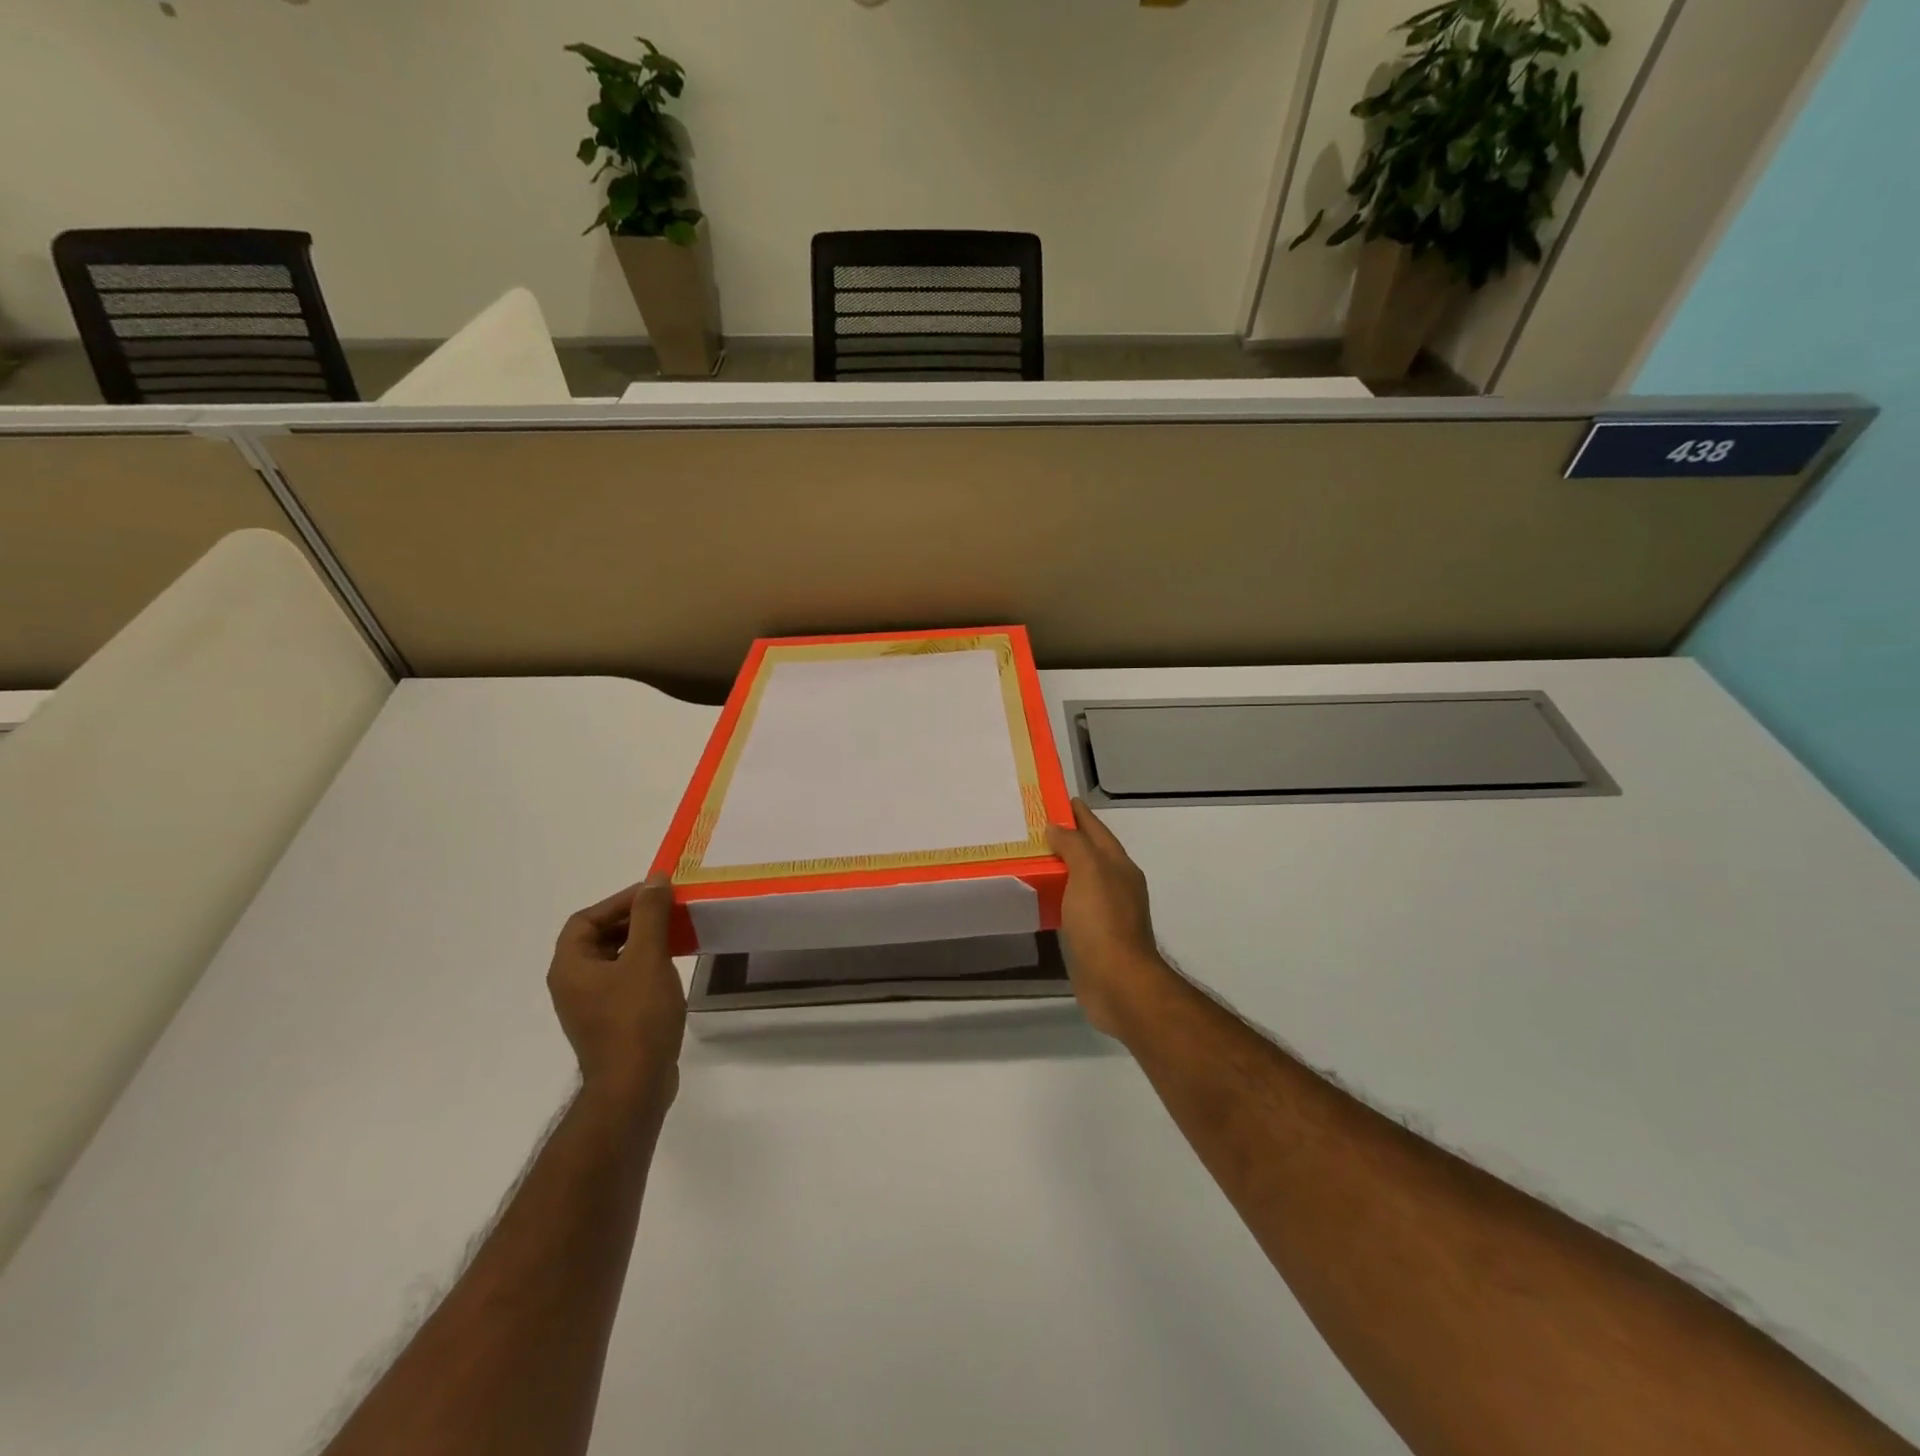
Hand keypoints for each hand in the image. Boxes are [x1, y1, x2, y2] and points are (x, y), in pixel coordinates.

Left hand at [547, 877, 686, 1112]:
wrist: (635, 1086)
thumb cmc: (637, 1017)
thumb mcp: (647, 958)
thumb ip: (649, 915)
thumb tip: (654, 879)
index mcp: (570, 967)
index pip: (586, 919)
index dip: (618, 901)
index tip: (654, 894)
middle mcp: (571, 984)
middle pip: (597, 938)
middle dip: (632, 920)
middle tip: (667, 911)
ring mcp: (589, 1006)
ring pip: (612, 960)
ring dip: (640, 942)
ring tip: (674, 934)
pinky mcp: (608, 1022)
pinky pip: (622, 981)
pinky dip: (643, 966)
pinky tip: (669, 968)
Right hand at [1047, 799, 1172, 1040]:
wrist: (1118, 984)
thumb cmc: (1103, 923)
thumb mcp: (1089, 873)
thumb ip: (1074, 846)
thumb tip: (1057, 827)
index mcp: (1119, 867)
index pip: (1097, 831)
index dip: (1079, 814)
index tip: (1057, 799)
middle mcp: (1117, 886)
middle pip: (1090, 854)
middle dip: (1068, 839)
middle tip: (1034, 828)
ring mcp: (1107, 913)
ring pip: (1081, 880)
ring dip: (1061, 868)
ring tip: (1032, 858)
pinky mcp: (1094, 937)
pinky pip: (1073, 905)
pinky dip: (1058, 895)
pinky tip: (1041, 897)